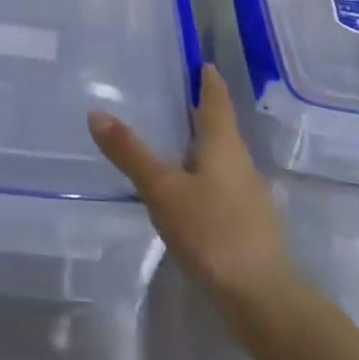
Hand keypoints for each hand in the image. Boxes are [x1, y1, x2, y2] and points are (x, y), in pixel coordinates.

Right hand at [89, 64, 293, 326]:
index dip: (207, 78)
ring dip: (199, 144)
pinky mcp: (247, 224)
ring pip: (221, 157)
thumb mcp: (162, 189)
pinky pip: (221, 184)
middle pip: (219, 126)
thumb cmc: (212, 231)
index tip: (197, 60)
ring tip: (169, 140)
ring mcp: (248, 195)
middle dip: (198, 110)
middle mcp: (241, 162)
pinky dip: (202, 175)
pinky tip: (184, 190)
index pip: (216, 98)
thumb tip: (96, 112)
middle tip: (168, 94)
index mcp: (223, 144)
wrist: (262, 300)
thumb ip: (130, 152)